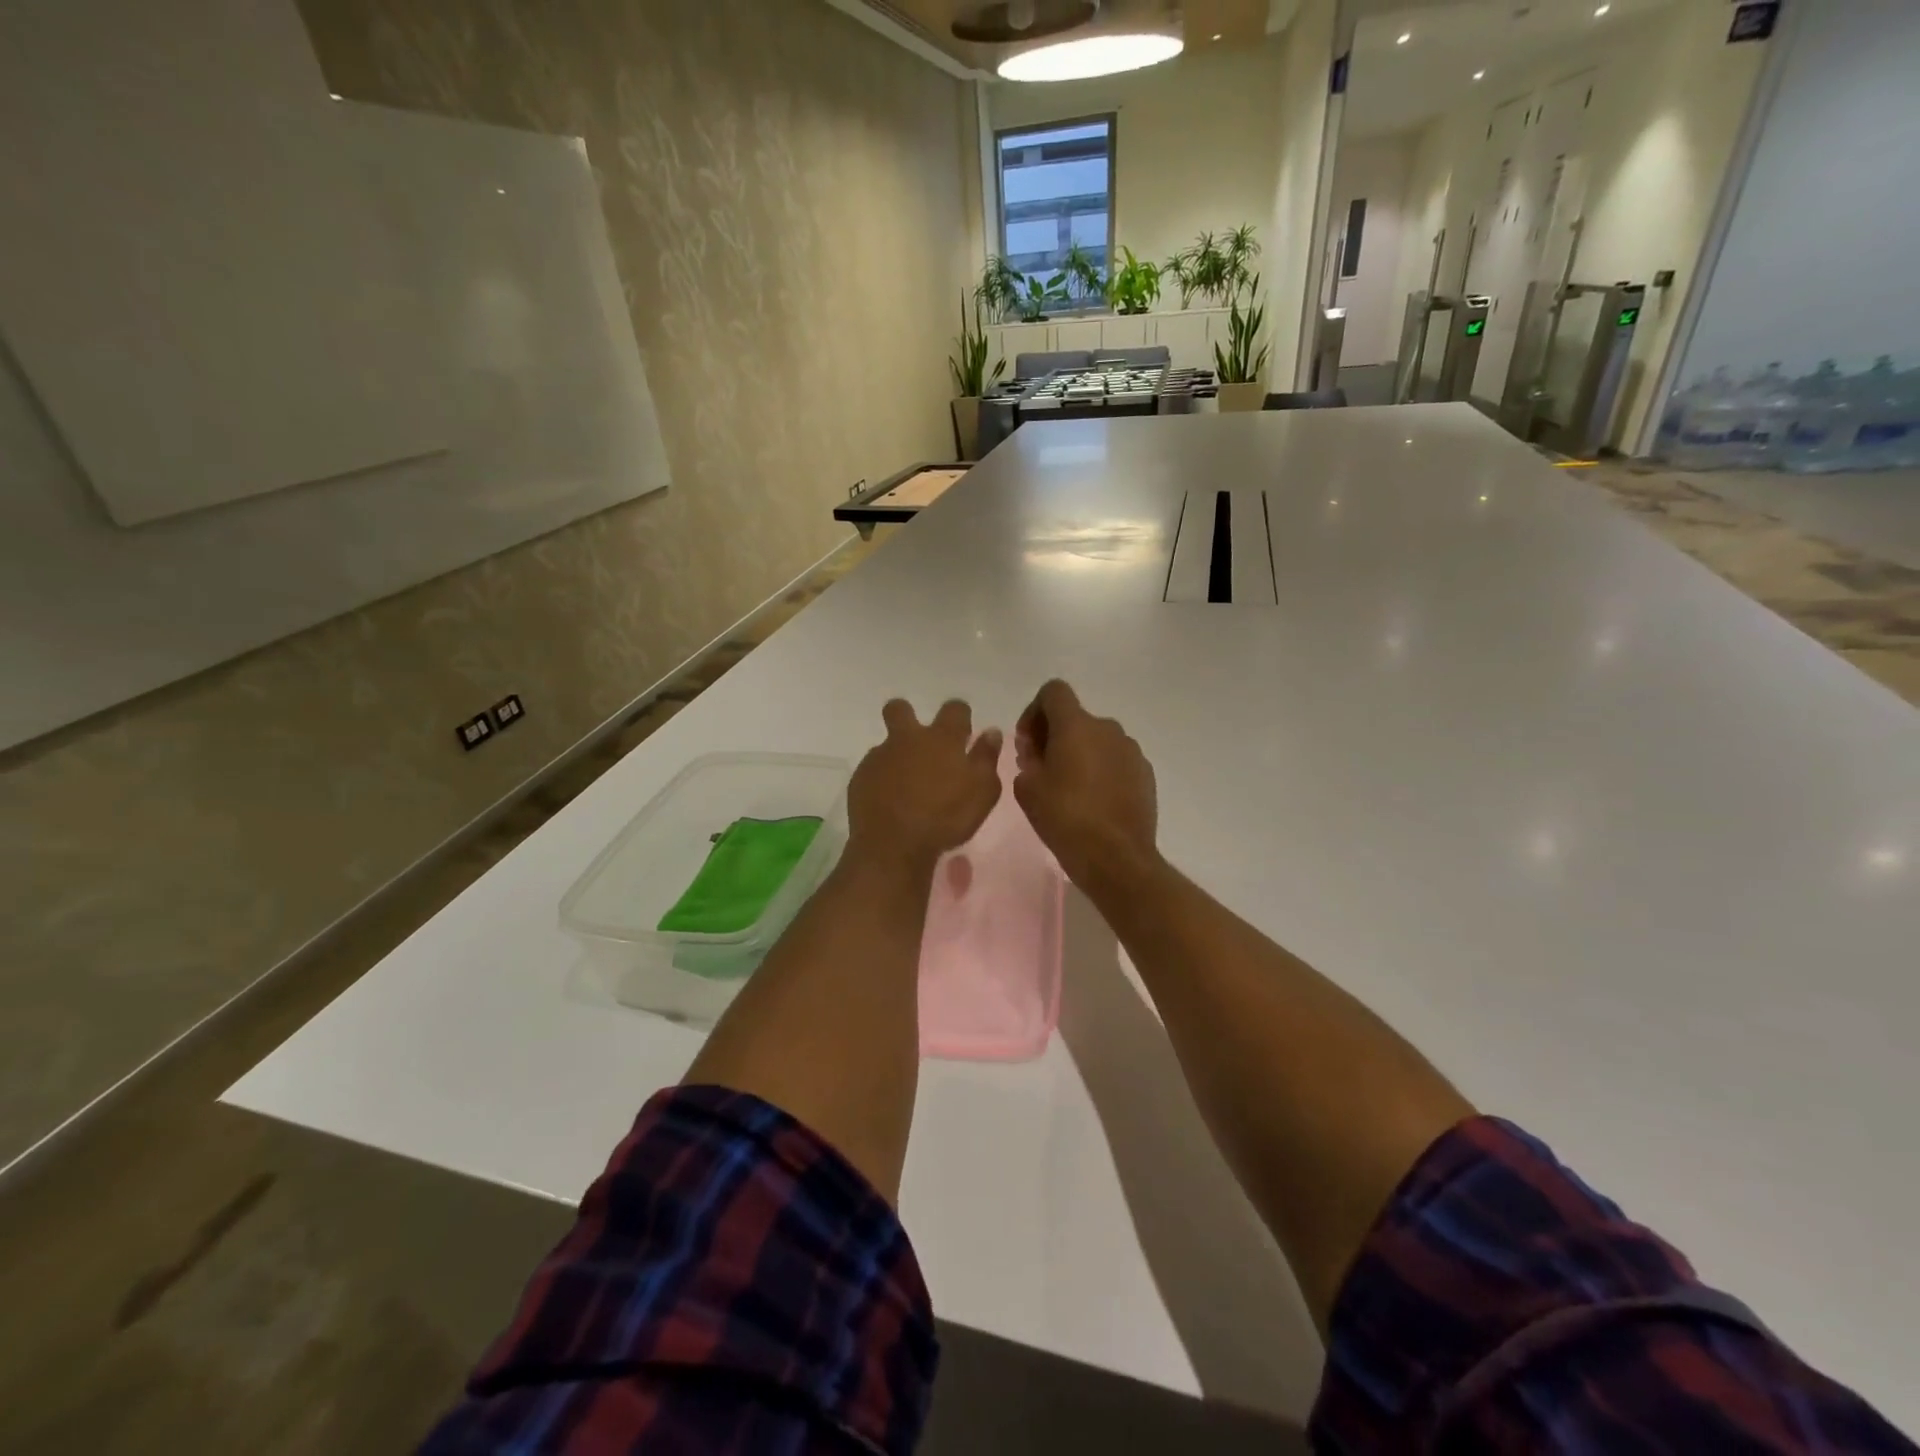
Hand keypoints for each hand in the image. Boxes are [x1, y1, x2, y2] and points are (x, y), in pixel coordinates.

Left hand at [847, 699, 1003, 873]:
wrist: (893, 844)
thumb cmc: (946, 818)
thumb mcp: (982, 792)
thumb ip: (987, 759)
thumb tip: (991, 732)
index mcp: (942, 739)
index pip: (954, 709)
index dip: (960, 715)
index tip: (963, 731)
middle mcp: (908, 739)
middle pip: (900, 709)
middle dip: (906, 715)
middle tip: (918, 742)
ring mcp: (880, 757)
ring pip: (886, 745)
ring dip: (896, 758)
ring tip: (906, 788)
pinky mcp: (860, 778)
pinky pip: (872, 771)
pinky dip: (881, 781)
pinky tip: (889, 803)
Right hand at [1014, 680, 1159, 896]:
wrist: (1116, 857)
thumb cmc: (1065, 818)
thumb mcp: (1027, 789)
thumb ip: (1027, 760)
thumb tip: (1038, 752)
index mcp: (1076, 725)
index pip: (1054, 691)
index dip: (1035, 710)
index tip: (1028, 741)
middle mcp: (1107, 728)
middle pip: (1075, 718)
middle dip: (1055, 736)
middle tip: (1041, 769)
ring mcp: (1131, 750)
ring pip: (1097, 740)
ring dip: (1079, 753)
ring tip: (1068, 788)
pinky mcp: (1145, 773)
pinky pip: (1115, 760)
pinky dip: (1101, 770)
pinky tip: (1093, 801)